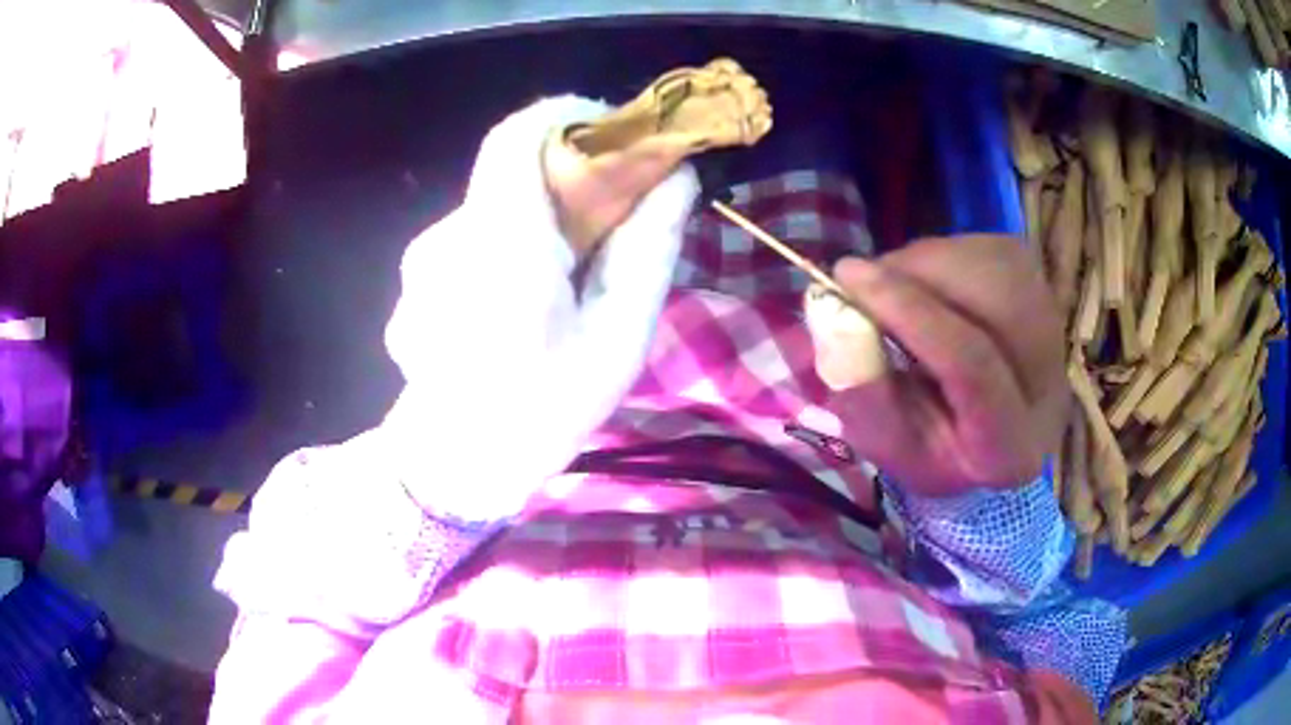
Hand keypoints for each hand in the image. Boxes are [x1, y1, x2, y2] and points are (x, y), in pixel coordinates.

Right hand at [823, 236, 1067, 496]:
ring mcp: (1054, 331)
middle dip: (921, 275)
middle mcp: (1050, 387)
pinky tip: (928, 287)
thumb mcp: (884, 441)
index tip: (846, 276)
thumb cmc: (930, 447)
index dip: (909, 312)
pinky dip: (945, 256)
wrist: (983, 432)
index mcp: (1010, 448)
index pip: (973, 366)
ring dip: (930, 261)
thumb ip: (861, 390)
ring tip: (895, 289)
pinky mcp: (1044, 290)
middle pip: (996, 302)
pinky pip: (990, 249)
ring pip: (995, 264)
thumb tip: (834, 314)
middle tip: (867, 279)